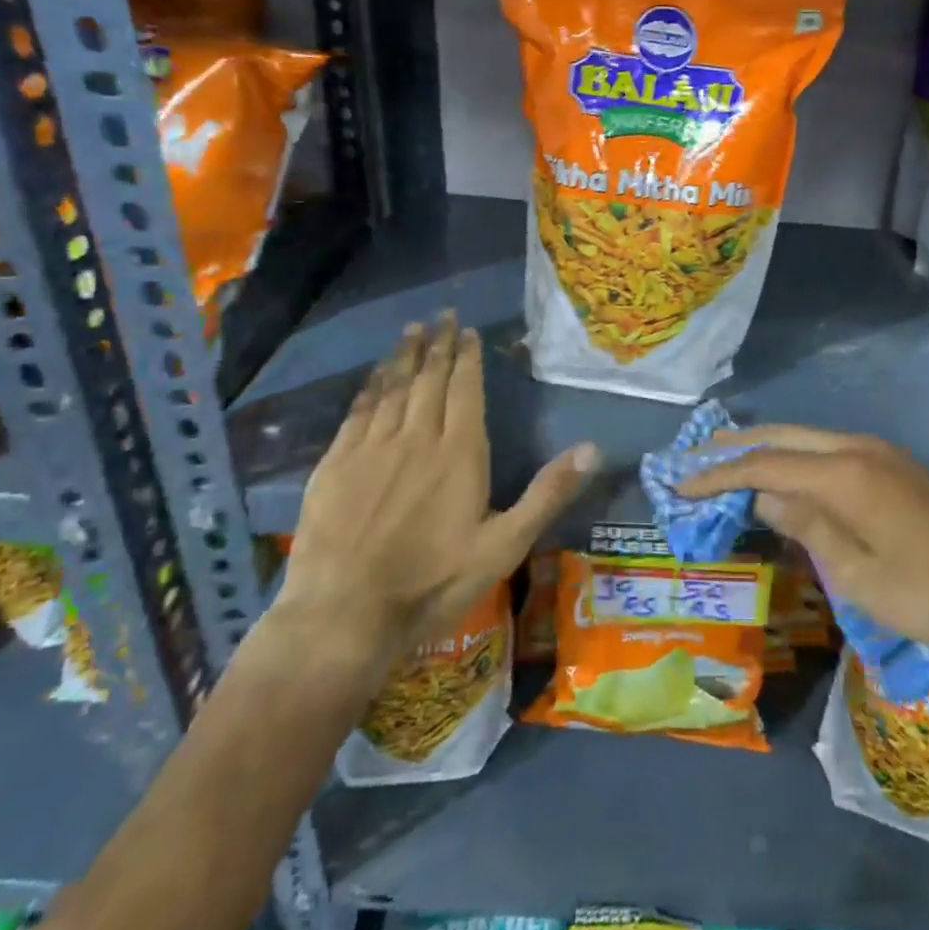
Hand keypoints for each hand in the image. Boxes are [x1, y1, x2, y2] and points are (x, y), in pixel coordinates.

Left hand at [272, 313, 598, 677]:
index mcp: (459, 453)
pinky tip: (375, 376)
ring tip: (412, 330)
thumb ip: (547, 493)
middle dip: (438, 345)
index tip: (468, 331)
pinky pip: (358, 412)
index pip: (465, 390)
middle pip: (429, 379)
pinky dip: (370, 387)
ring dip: (404, 356)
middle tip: (442, 315)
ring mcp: (372, 448)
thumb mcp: (505, 546)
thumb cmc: (433, 582)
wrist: (345, 614)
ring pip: (393, 388)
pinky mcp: (336, 464)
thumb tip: (592, 448)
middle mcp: (416, 438)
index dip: (468, 358)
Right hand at [679, 425, 928, 676]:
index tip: (681, 483)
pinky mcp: (893, 464)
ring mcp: (879, 451)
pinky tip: (783, 472)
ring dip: (766, 446)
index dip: (719, 473)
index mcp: (845, 474)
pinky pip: (828, 448)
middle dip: (736, 445)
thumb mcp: (859, 576)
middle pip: (783, 435)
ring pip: (806, 437)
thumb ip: (807, 526)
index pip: (765, 463)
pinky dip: (795, 455)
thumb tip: (764, 493)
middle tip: (694, 456)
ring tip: (727, 460)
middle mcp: (858, 447)